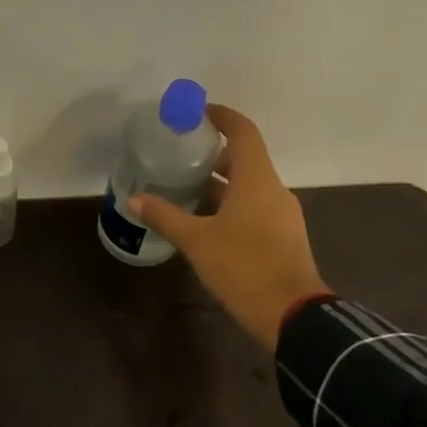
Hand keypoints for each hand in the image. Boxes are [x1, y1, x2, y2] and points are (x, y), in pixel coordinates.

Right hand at [129, 105, 329, 350]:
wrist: (293, 315)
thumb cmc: (244, 267)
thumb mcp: (197, 241)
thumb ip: (165, 216)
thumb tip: (134, 199)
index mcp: (256, 180)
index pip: (243, 132)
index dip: (222, 116)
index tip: (197, 112)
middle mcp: (273, 190)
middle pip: (244, 158)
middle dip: (212, 154)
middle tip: (178, 154)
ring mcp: (281, 214)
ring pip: (248, 185)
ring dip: (219, 182)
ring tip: (184, 186)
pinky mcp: (281, 236)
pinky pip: (254, 206)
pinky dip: (229, 203)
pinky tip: (204, 220)